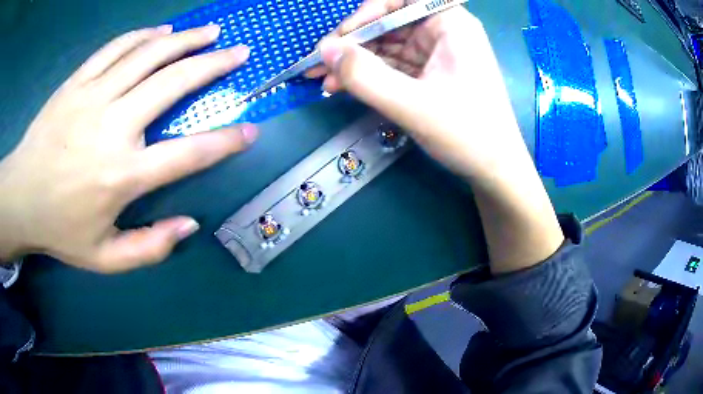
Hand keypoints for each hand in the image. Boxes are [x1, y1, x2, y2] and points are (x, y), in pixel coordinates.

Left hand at [0, 25, 257, 272]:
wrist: (20, 198)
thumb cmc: (60, 230)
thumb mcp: (105, 259)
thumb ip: (149, 248)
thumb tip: (190, 225)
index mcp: (123, 176)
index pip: (188, 154)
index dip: (225, 141)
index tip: (252, 130)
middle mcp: (113, 127)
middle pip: (173, 83)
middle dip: (213, 65)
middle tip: (239, 53)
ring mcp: (93, 97)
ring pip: (149, 54)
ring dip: (185, 40)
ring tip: (210, 32)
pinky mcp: (77, 82)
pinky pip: (116, 48)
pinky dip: (143, 35)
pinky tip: (161, 31)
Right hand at [308, 1, 526, 182]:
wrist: (495, 170)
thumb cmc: (467, 134)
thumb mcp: (412, 105)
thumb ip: (365, 76)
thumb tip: (324, 49)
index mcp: (450, 25)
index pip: (400, 0)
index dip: (367, 13)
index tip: (340, 38)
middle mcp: (443, 32)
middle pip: (389, 23)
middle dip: (353, 44)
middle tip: (318, 65)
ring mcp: (436, 54)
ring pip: (387, 46)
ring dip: (356, 62)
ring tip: (324, 81)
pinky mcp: (430, 74)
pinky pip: (393, 66)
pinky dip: (370, 76)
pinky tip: (344, 87)